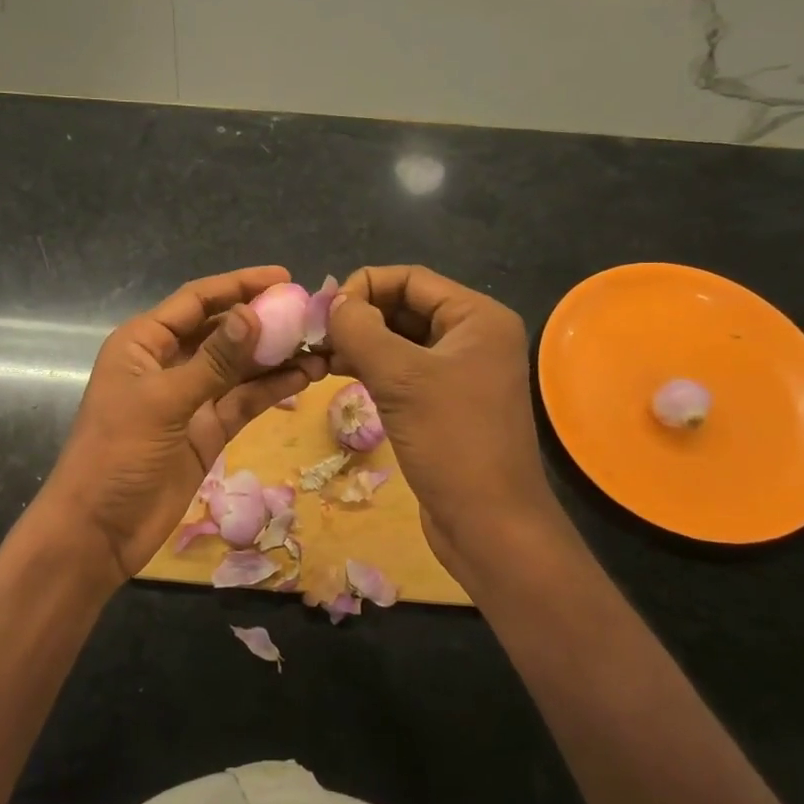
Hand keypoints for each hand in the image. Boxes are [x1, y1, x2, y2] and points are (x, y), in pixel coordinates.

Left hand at [38, 267, 325, 590]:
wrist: (98, 532)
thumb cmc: (117, 454)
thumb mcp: (164, 401)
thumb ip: (213, 360)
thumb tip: (254, 313)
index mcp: (145, 342)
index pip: (197, 300)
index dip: (239, 285)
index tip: (286, 278)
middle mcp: (168, 363)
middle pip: (222, 330)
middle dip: (264, 321)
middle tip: (312, 315)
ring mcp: (189, 398)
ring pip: (238, 367)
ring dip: (275, 357)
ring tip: (319, 346)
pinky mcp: (206, 431)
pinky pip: (243, 401)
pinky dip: (271, 389)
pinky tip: (304, 377)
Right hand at [325, 265, 558, 577]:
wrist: (489, 524)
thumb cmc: (451, 441)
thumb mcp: (400, 378)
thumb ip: (361, 330)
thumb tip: (333, 304)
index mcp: (477, 317)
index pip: (410, 279)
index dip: (363, 286)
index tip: (323, 312)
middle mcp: (472, 336)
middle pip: (404, 306)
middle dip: (359, 316)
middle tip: (314, 335)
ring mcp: (459, 370)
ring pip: (399, 339)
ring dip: (359, 342)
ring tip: (318, 356)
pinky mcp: (444, 401)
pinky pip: (402, 369)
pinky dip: (370, 366)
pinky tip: (337, 374)